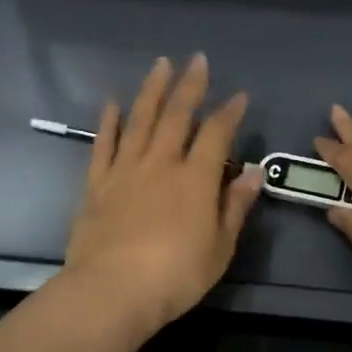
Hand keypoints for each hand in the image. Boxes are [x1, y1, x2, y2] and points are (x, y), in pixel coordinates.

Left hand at [60, 54, 263, 332]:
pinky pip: (103, 144)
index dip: (229, 113)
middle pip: (176, 116)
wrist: (112, 291)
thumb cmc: (176, 275)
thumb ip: (236, 206)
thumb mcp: (220, 247)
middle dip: (189, 86)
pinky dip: (109, 122)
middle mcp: (161, 164)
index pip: (216, 134)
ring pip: (140, 120)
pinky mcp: (97, 184)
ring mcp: (125, 170)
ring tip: (160, 65)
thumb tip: (254, 172)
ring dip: (152, 90)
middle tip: (197, 59)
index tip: (239, 96)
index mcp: (196, 179)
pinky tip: (113, 104)